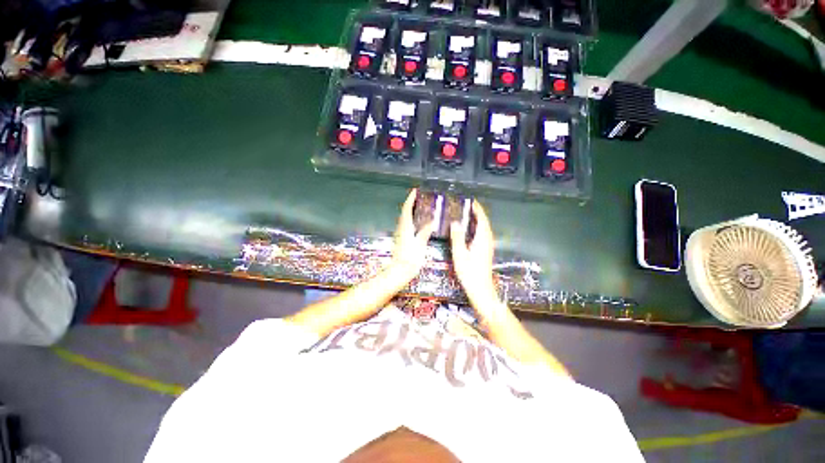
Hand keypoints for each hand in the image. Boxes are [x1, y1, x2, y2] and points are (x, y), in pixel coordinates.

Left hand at [390, 189, 435, 281]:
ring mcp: (400, 234)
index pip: (406, 209)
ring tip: (420, 206)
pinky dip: (412, 218)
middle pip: (404, 212)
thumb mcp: (420, 245)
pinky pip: (407, 224)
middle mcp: (401, 229)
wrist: (399, 272)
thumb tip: (432, 222)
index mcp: (405, 228)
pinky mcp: (402, 240)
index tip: (415, 191)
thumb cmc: (410, 259)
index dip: (410, 199)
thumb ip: (425, 232)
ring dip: (411, 210)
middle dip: (411, 203)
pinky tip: (418, 222)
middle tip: (419, 197)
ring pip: (405, 218)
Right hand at [450, 201, 505, 318]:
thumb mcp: (460, 254)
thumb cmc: (469, 273)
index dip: (477, 209)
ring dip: (477, 220)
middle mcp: (487, 240)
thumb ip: (457, 237)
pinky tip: (469, 230)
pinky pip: (482, 234)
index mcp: (482, 239)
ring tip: (466, 214)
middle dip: (477, 212)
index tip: (470, 200)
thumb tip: (455, 222)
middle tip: (466, 205)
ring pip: (484, 228)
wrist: (481, 289)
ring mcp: (488, 246)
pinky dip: (477, 227)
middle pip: (484, 222)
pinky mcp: (486, 251)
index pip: (482, 219)